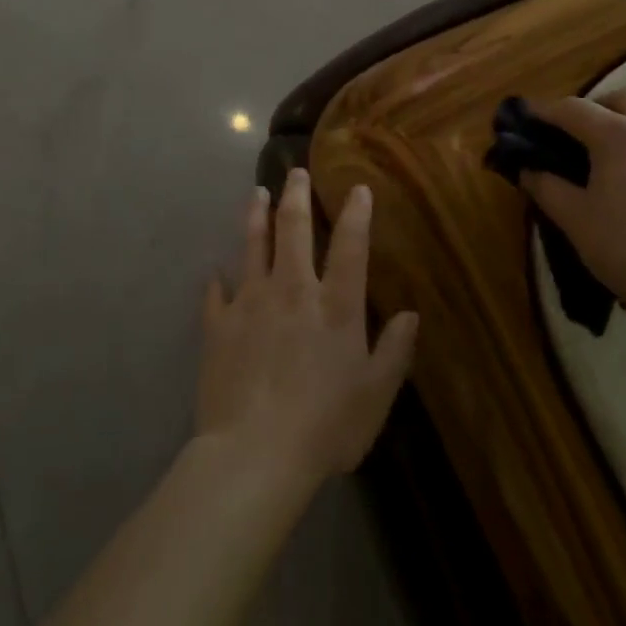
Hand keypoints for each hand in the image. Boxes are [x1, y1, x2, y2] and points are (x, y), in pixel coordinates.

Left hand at [196, 169, 418, 493]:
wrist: (255, 453)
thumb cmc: (325, 426)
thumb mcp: (375, 394)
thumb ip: (394, 351)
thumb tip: (410, 314)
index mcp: (335, 305)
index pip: (350, 246)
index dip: (356, 214)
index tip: (357, 187)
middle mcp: (293, 290)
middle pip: (294, 228)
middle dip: (296, 195)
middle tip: (295, 172)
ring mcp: (251, 302)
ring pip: (253, 245)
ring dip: (256, 216)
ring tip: (256, 193)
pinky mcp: (219, 324)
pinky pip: (216, 294)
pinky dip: (217, 281)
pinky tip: (215, 273)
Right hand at [521, 90, 625, 315]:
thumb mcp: (574, 218)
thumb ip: (546, 186)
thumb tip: (528, 169)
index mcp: (617, 134)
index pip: (572, 108)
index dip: (544, 112)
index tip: (526, 121)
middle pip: (621, 100)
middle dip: (595, 109)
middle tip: (576, 137)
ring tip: (615, 158)